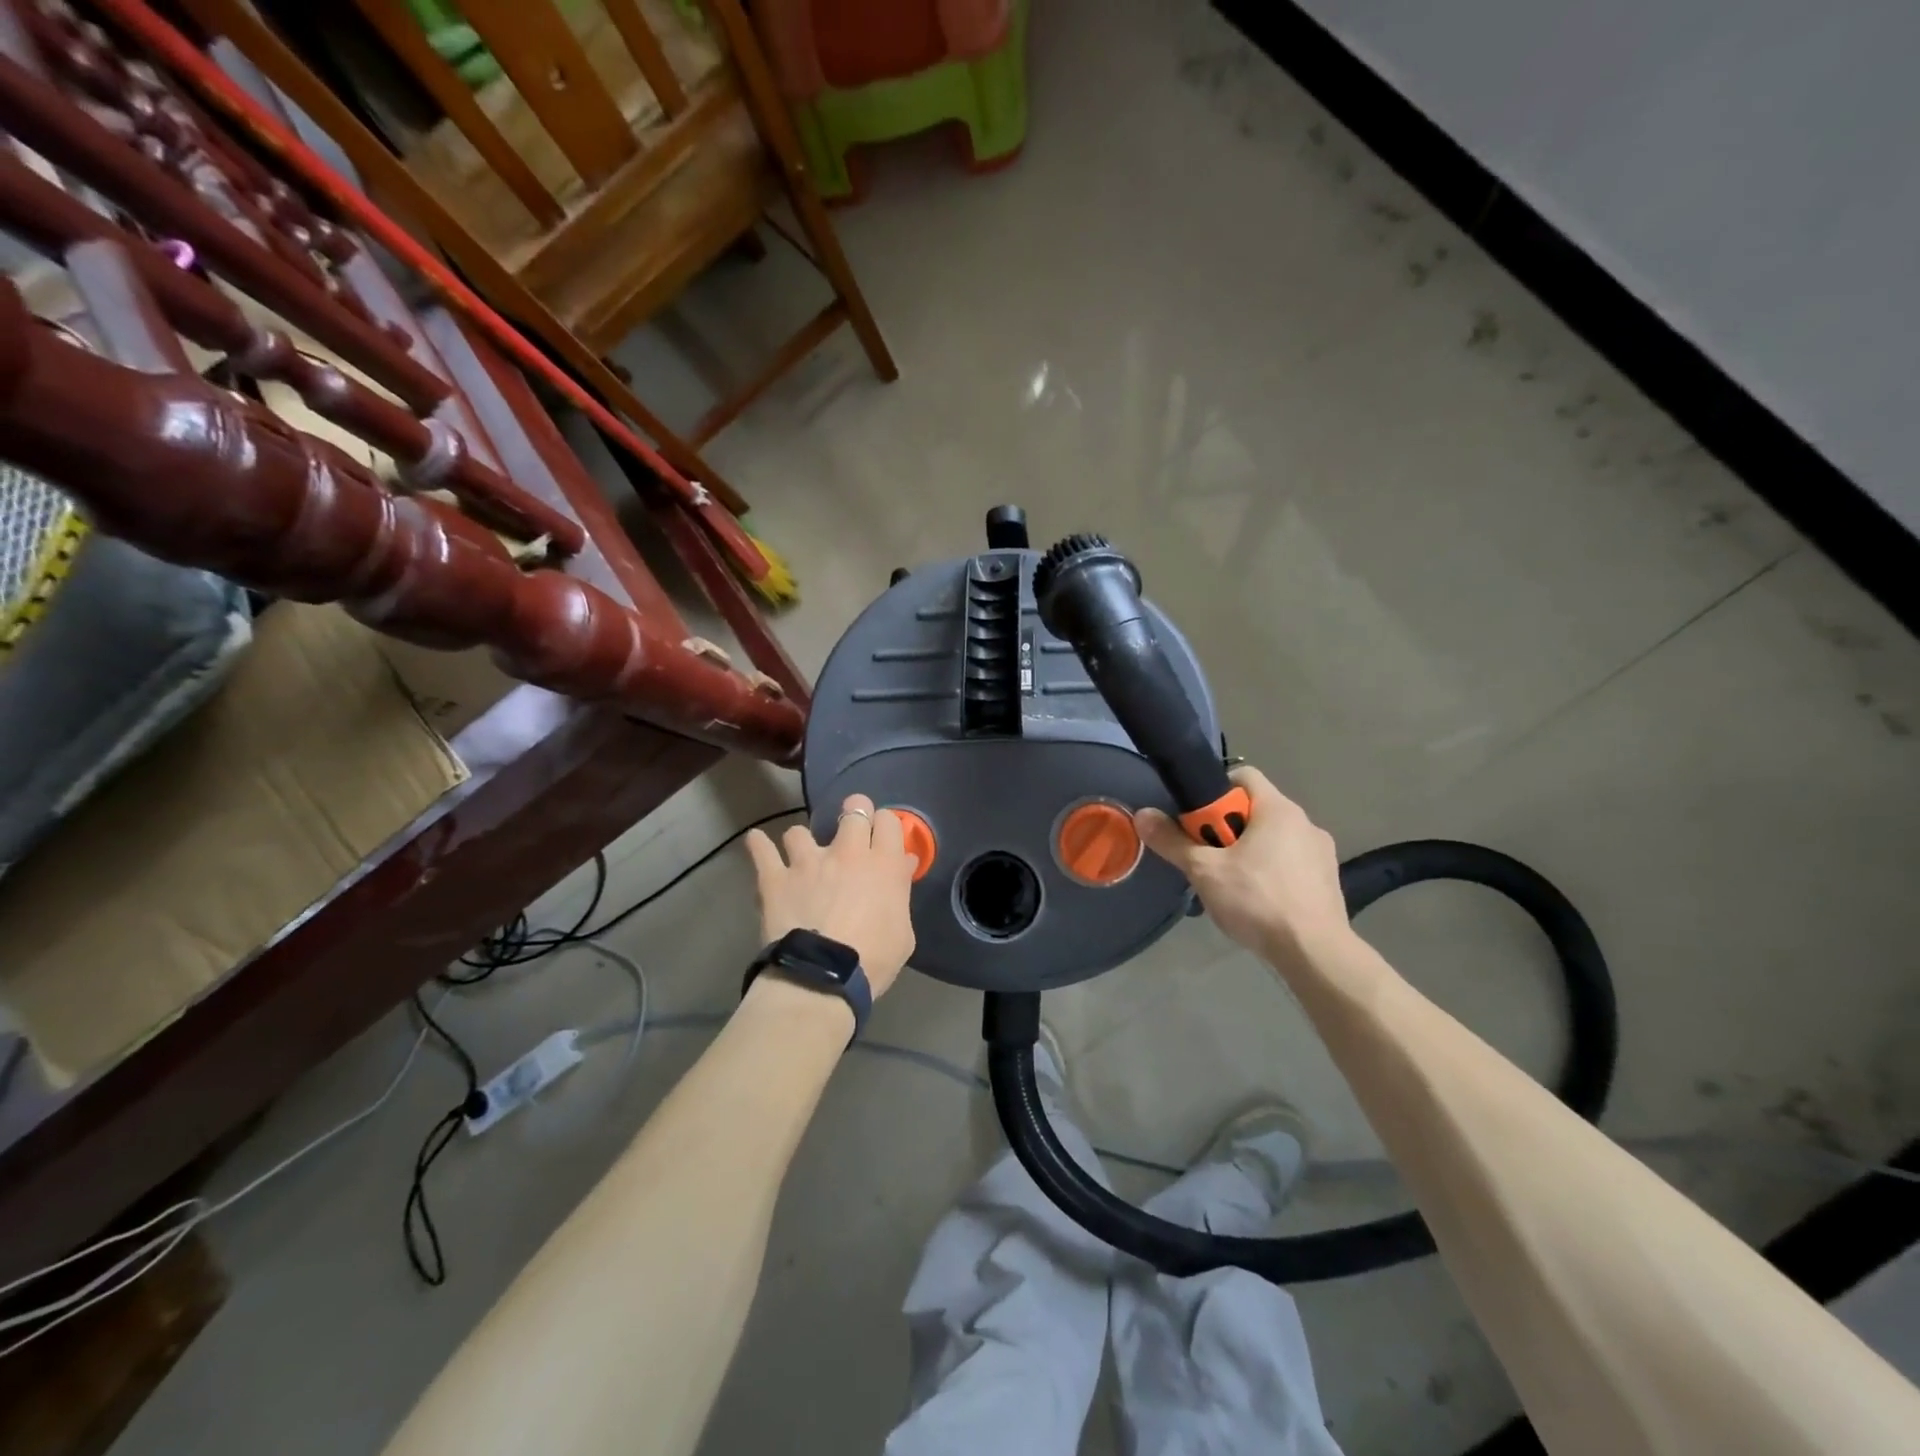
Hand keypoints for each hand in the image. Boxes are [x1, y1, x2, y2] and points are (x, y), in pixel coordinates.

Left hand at [744, 795, 916, 996]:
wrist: (822, 978)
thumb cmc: (872, 961)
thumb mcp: (903, 933)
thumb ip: (901, 894)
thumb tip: (903, 867)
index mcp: (883, 864)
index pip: (889, 821)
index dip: (885, 824)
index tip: (882, 835)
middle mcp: (847, 852)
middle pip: (853, 809)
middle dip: (854, 812)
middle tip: (851, 829)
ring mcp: (807, 861)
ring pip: (801, 830)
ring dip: (802, 841)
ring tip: (801, 855)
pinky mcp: (775, 877)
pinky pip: (762, 850)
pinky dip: (759, 844)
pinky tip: (757, 841)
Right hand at [1136, 766, 1351, 967]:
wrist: (1314, 953)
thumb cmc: (1257, 900)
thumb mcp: (1204, 870)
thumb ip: (1172, 841)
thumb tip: (1142, 814)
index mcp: (1278, 809)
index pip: (1242, 776)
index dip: (1214, 792)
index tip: (1197, 821)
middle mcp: (1304, 822)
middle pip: (1255, 810)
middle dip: (1227, 829)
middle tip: (1207, 858)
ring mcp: (1321, 852)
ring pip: (1273, 839)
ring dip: (1249, 853)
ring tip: (1230, 886)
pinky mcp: (1329, 881)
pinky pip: (1291, 864)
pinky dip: (1271, 874)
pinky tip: (1258, 903)